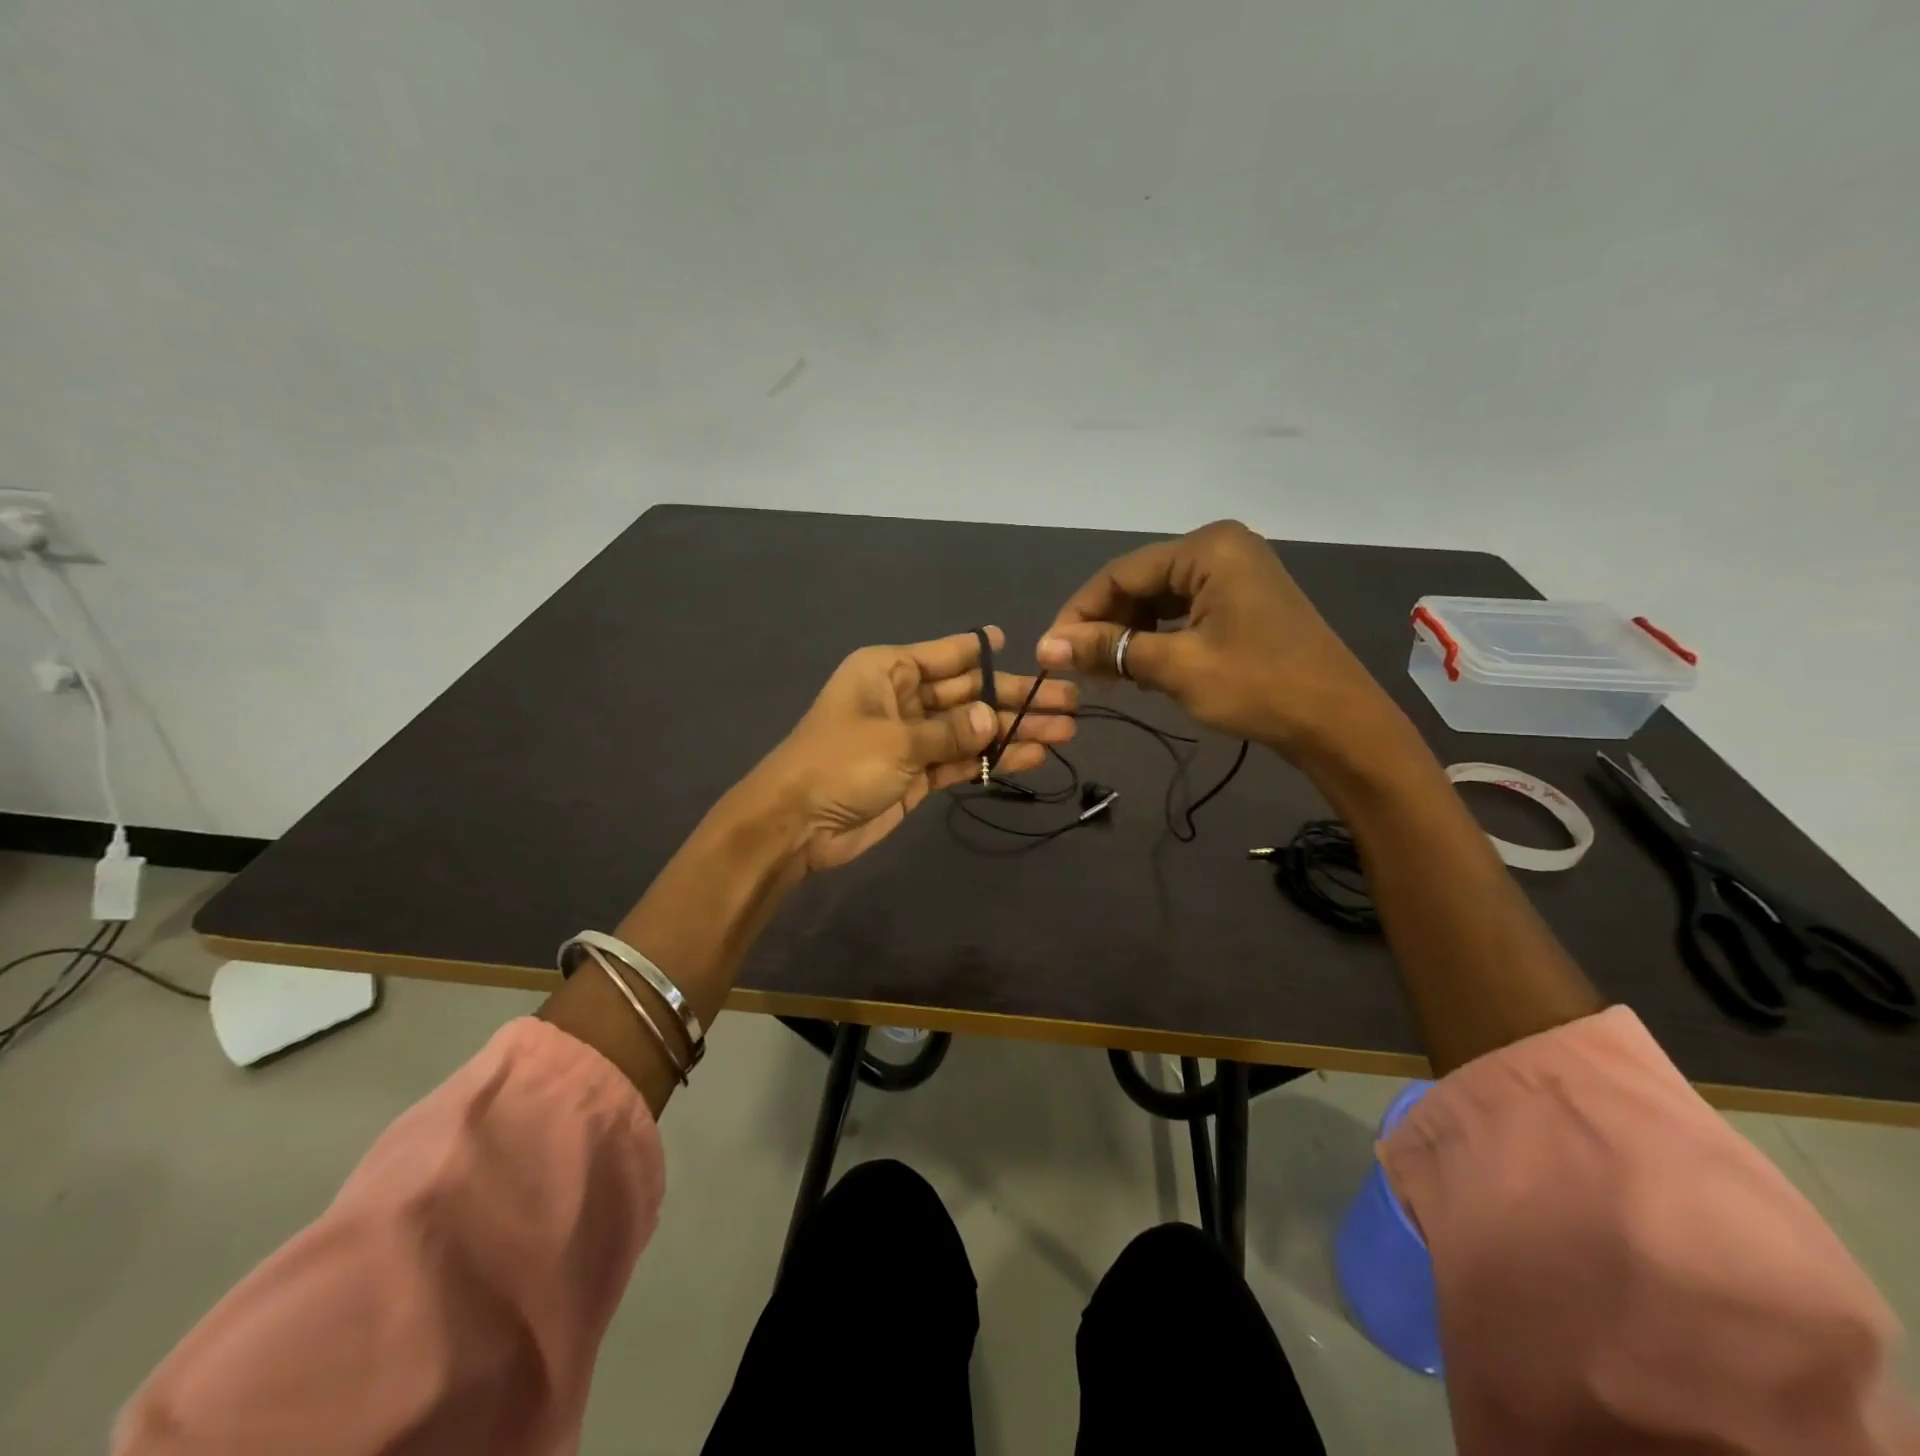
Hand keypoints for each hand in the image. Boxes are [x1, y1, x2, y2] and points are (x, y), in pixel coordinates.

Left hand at [762, 627, 1077, 870]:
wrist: (797, 824)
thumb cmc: (840, 763)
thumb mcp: (898, 740)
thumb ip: (951, 730)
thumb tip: (995, 719)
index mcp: (890, 670)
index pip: (948, 654)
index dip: (987, 652)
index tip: (1029, 648)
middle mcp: (904, 698)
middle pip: (969, 693)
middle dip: (1016, 698)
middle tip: (1067, 701)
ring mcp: (913, 738)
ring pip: (971, 729)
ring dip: (1014, 731)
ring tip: (1065, 731)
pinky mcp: (918, 775)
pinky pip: (961, 760)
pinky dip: (992, 759)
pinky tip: (1032, 755)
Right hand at [1036, 520, 1400, 761]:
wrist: (1338, 722)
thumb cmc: (1258, 687)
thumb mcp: (1176, 667)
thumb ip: (1110, 650)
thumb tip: (1046, 647)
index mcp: (1207, 549)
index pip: (1121, 573)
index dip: (1080, 614)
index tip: (1049, 652)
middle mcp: (1220, 549)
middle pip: (1140, 583)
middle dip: (1105, 626)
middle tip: (1076, 669)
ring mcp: (1235, 574)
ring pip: (1160, 600)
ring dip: (1128, 636)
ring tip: (1103, 675)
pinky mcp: (1243, 601)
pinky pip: (1184, 612)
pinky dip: (1157, 639)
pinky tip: (1139, 668)